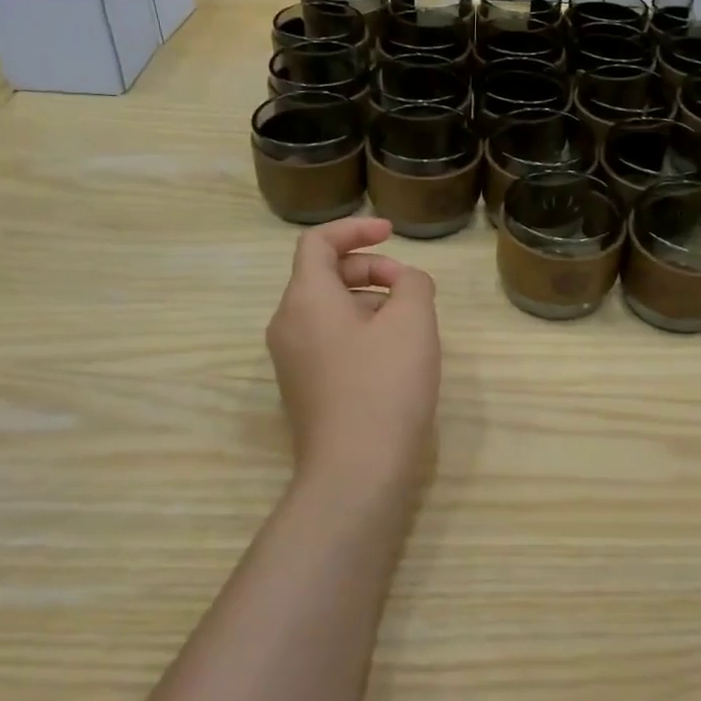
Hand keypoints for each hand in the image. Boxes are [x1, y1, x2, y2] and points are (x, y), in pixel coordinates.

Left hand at [265, 216, 439, 493]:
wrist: (357, 472)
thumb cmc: (384, 386)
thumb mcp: (412, 321)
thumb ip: (413, 284)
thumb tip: (405, 283)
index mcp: (306, 299)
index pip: (318, 242)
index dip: (356, 229)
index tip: (392, 234)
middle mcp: (288, 324)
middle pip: (324, 275)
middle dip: (370, 269)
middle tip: (411, 288)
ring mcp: (292, 360)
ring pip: (329, 309)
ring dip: (369, 301)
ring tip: (410, 324)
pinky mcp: (304, 388)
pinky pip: (329, 339)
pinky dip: (360, 330)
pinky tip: (394, 356)